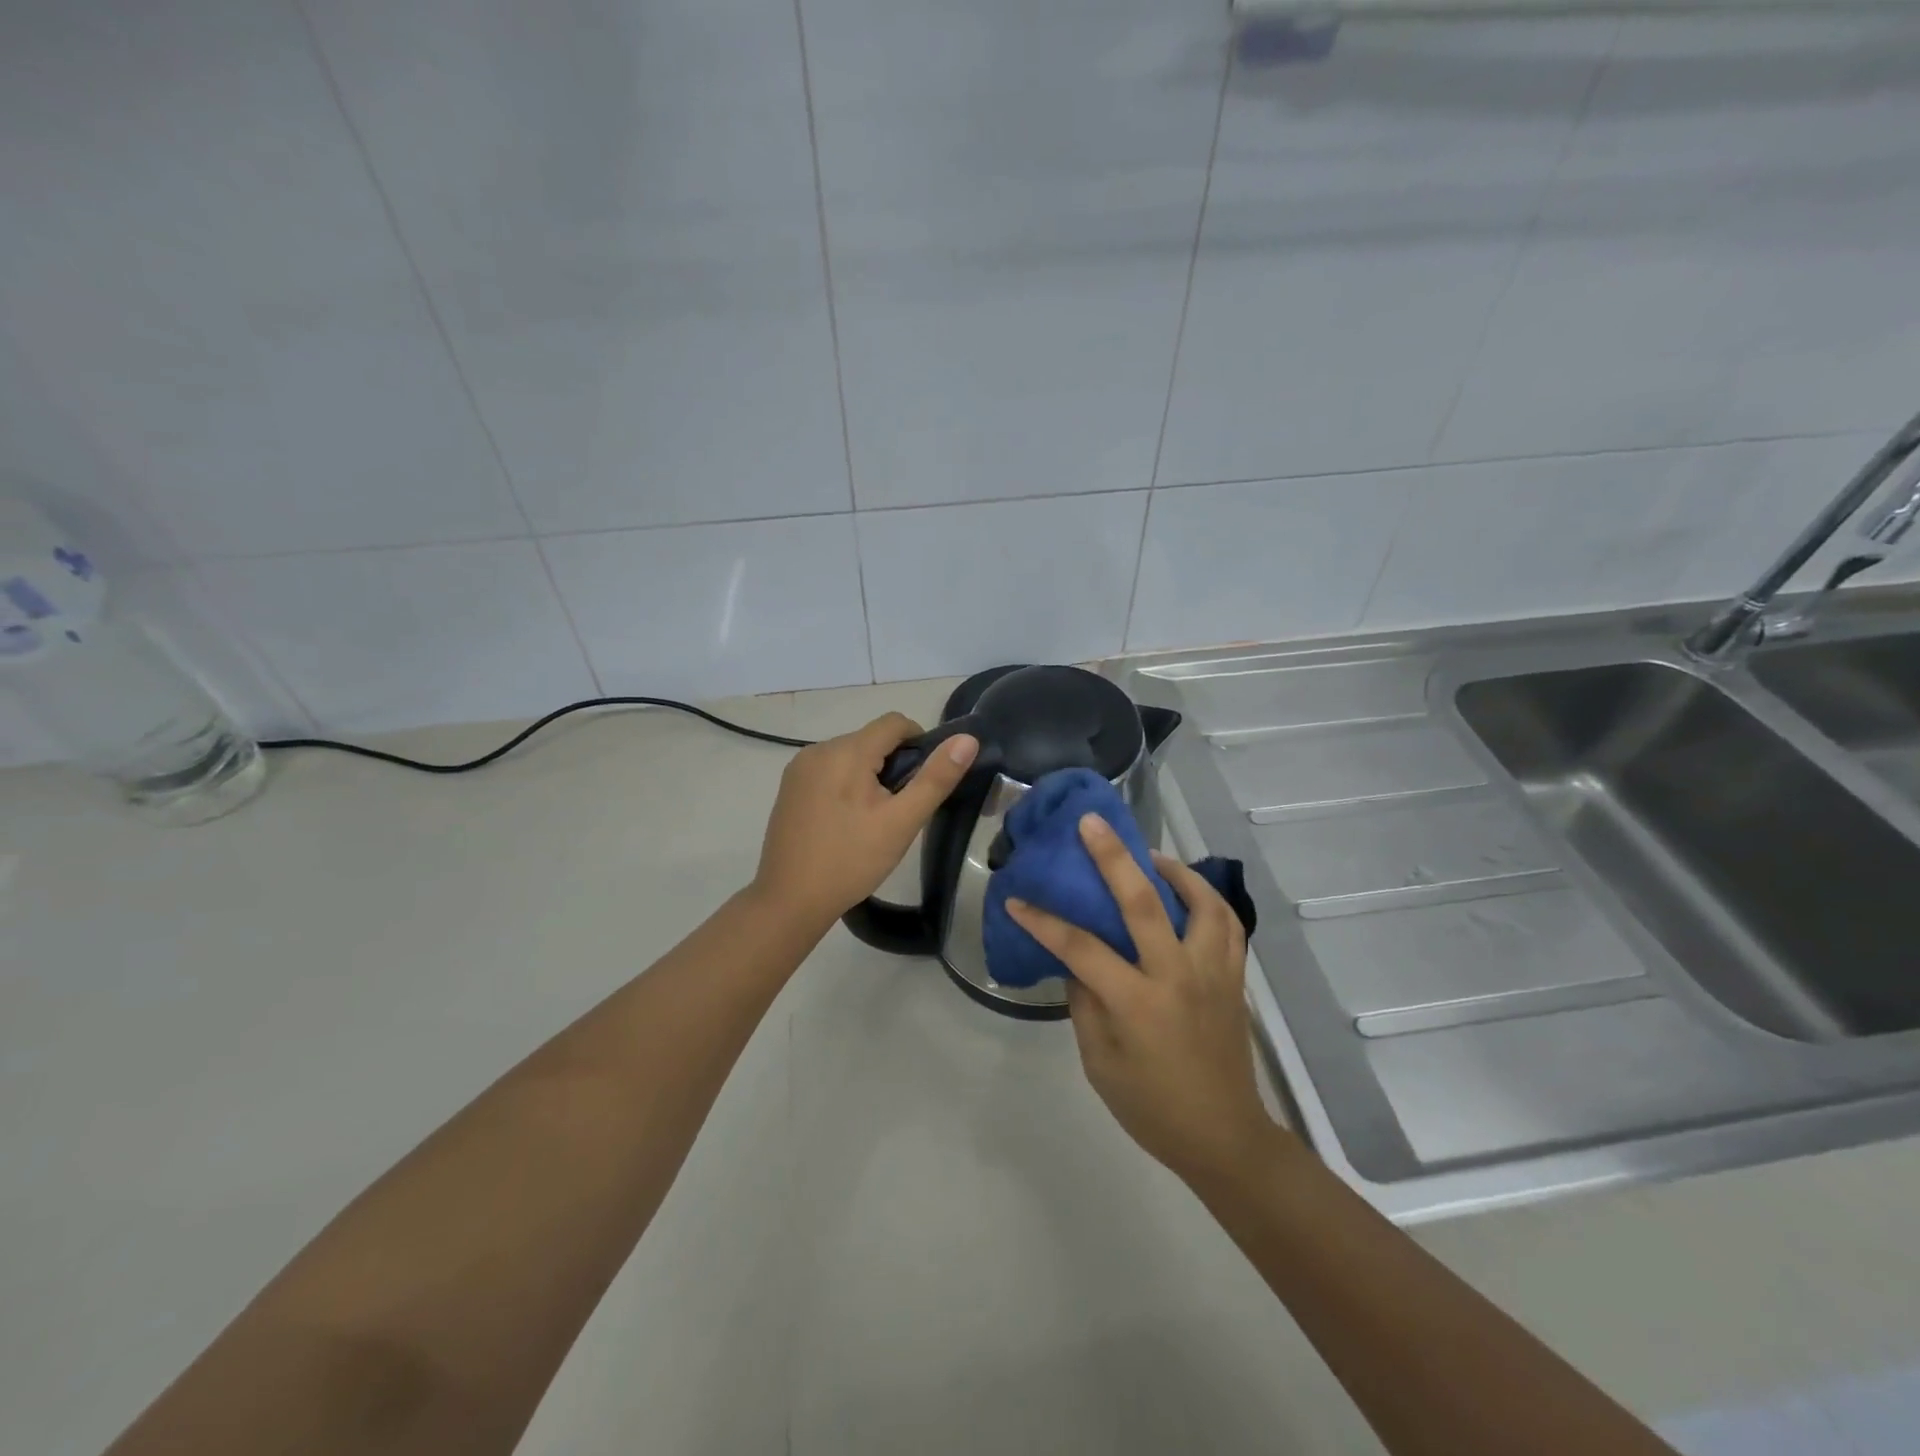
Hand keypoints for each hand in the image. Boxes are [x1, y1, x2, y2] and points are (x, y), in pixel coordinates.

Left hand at [753, 712, 977, 929]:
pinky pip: (828, 770)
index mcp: (846, 751)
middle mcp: (818, 750)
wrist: (790, 900)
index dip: (919, 742)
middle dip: (893, 764)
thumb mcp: (902, 821)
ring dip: (869, 774)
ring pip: (849, 755)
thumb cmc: (852, 860)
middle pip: (871, 739)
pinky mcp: (789, 787)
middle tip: (900, 809)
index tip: (924, 780)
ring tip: (873, 818)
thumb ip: (935, 778)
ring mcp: (799, 768)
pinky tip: (846, 822)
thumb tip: (967, 739)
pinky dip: (845, 784)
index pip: (894, 723)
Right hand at [1007, 815, 1277, 1187]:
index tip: (1016, 899)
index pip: (1081, 947)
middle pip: (1143, 901)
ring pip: (1200, 901)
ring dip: (1173, 869)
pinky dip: (1207, 898)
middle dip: (1112, 856)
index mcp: (1137, 1002)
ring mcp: (1212, 972)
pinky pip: (1227, 923)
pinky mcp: (1233, 976)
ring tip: (1149, 856)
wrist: (1223, 1136)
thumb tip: (1074, 957)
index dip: (1044, 921)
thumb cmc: (1151, 1106)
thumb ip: (1085, 1001)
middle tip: (1091, 823)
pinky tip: (1187, 892)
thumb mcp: (1099, 1061)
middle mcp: (1177, 975)